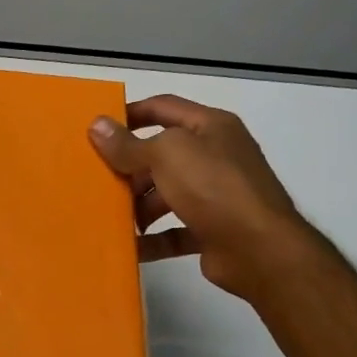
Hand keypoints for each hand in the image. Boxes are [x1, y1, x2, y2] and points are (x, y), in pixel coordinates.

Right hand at [88, 96, 314, 298]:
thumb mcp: (167, 156)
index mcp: (210, 127)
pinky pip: (173, 231)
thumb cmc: (214, 188)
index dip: (130, 113)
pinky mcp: (212, 229)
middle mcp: (215, 156)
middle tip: (97, 180)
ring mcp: (215, 195)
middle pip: (161, 155)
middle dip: (129, 168)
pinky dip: (151, 239)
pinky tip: (129, 247)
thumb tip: (96, 125)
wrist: (260, 249)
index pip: (163, 107)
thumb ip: (129, 144)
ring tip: (110, 217)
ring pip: (165, 194)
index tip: (97, 129)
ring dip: (138, 206)